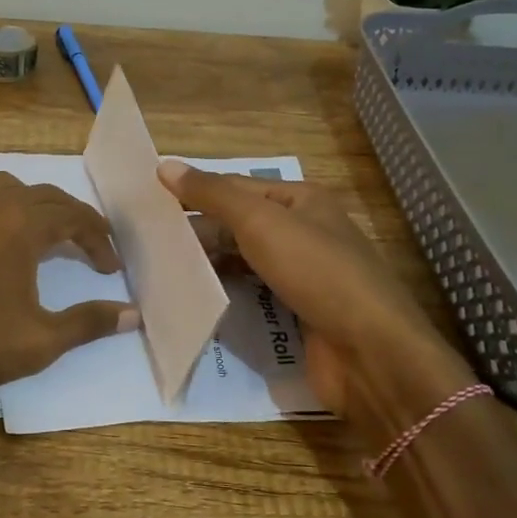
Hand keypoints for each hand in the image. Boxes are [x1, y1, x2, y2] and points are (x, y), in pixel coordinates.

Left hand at [0, 172, 137, 414]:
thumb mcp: (41, 340)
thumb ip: (90, 322)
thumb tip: (134, 314)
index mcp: (19, 224)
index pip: (73, 217)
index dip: (98, 239)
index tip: (110, 267)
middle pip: (42, 196)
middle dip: (70, 218)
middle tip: (86, 247)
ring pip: (1, 188)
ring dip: (29, 205)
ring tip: (38, 235)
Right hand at [159, 160, 465, 418]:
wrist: (369, 353)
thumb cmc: (317, 272)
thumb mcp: (260, 222)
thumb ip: (213, 194)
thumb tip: (165, 164)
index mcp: (302, 200)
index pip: (237, 187)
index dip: (196, 191)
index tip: (149, 201)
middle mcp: (304, 232)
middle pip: (240, 224)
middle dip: (199, 230)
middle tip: (146, 238)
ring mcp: (303, 276)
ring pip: (245, 261)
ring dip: (209, 263)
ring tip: (160, 267)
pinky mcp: (298, 314)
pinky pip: (254, 295)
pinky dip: (227, 293)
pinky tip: (194, 297)